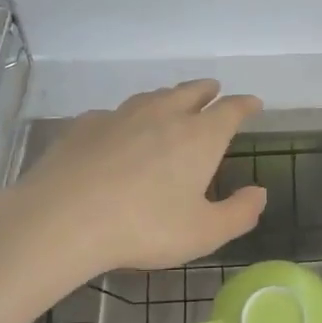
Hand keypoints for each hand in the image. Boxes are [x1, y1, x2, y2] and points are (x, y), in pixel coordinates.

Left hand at [0, 80, 265, 281]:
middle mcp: (164, 115)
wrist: (62, 219)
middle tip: (214, 90)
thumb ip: (239, 213)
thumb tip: (260, 192)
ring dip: (169, 96)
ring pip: (153, 97)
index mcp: (199, 137)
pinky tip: (121, 129)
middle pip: (191, 92)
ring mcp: (121, 115)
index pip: (230, 110)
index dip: (245, 105)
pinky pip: (116, 113)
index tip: (254, 103)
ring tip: (172, 102)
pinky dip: (128, 117)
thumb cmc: (144, 227)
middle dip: (207, 90)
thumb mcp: (204, 233)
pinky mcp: (85, 125)